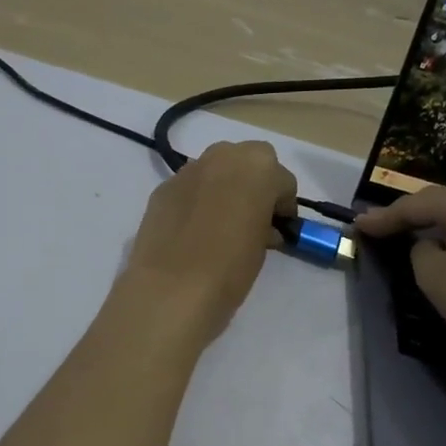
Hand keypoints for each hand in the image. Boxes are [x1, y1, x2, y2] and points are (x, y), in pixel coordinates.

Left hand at [117, 141, 297, 346]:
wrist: (170, 289)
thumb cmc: (229, 268)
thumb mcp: (262, 248)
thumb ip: (265, 225)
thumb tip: (260, 226)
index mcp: (258, 167)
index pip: (283, 181)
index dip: (283, 206)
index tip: (278, 229)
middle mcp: (223, 156)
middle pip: (247, 163)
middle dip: (253, 186)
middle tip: (251, 219)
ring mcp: (188, 170)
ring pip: (215, 171)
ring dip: (223, 189)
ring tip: (219, 225)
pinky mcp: (162, 188)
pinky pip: (189, 188)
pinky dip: (196, 201)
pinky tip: (191, 231)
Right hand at [354, 186, 445, 368]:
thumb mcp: (434, 278)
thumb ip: (420, 252)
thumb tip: (428, 244)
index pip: (415, 205)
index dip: (384, 217)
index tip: (357, 225)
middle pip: (441, 203)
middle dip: (408, 215)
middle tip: (379, 226)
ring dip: (433, 225)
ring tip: (407, 234)